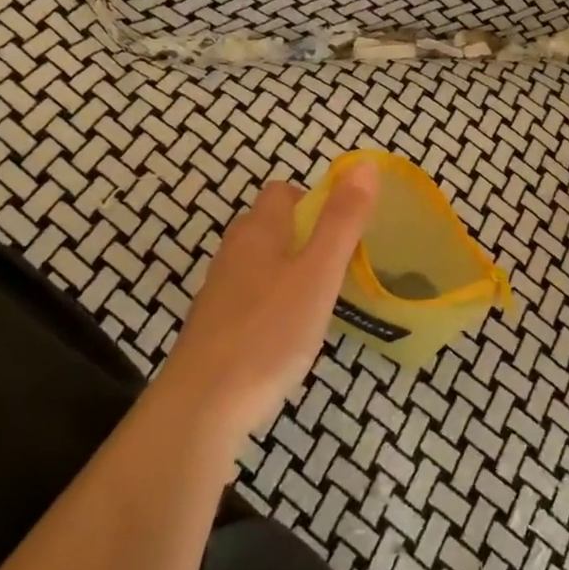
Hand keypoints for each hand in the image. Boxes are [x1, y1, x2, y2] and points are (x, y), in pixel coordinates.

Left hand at [162, 164, 379, 439]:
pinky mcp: (215, 327)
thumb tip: (365, 165)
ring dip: (290, 269)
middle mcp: (233, 253)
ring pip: (259, 263)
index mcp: (258, 232)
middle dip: (304, 235)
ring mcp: (220, 291)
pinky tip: (290, 332)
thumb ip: (342, 221)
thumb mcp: (318, 273)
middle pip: (269, 226)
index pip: (282, 192)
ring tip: (321, 297)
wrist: (203, 405)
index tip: (344, 228)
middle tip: (339, 264)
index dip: (314, 199)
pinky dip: (274, 302)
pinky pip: (251, 297)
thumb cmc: (269, 332)